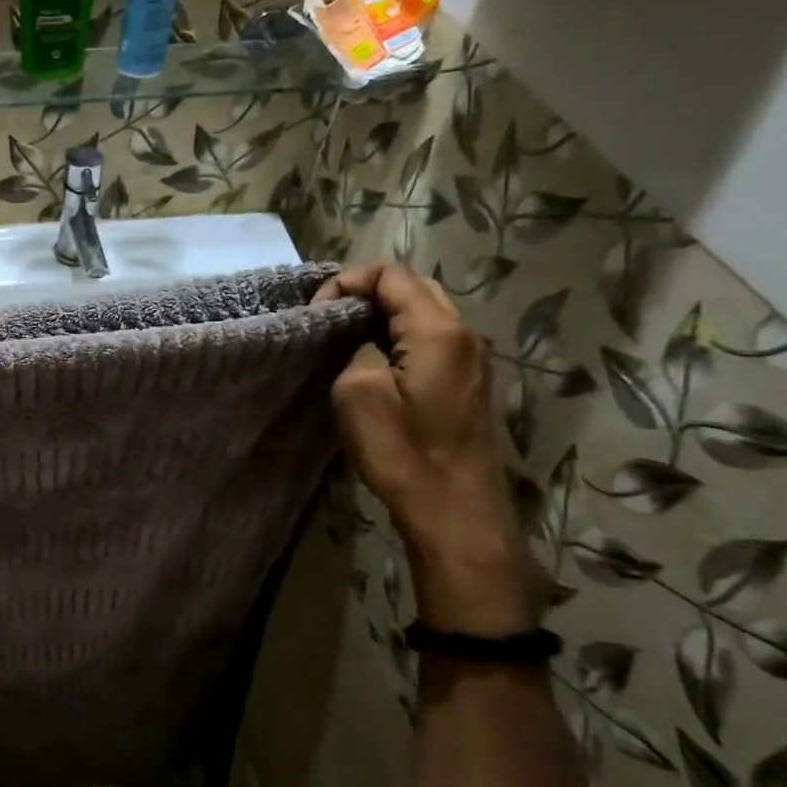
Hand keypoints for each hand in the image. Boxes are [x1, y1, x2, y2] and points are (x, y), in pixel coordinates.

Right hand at [316, 264, 533, 635]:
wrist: (455, 511)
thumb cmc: (404, 452)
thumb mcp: (358, 394)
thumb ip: (355, 348)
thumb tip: (359, 338)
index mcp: (438, 331)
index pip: (392, 275)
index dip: (348, 282)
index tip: (315, 312)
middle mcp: (463, 335)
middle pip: (413, 287)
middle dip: (365, 294)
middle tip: (327, 320)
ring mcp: (471, 360)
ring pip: (423, 313)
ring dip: (381, 317)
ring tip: (343, 339)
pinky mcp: (467, 384)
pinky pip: (430, 341)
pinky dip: (398, 338)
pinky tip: (372, 363)